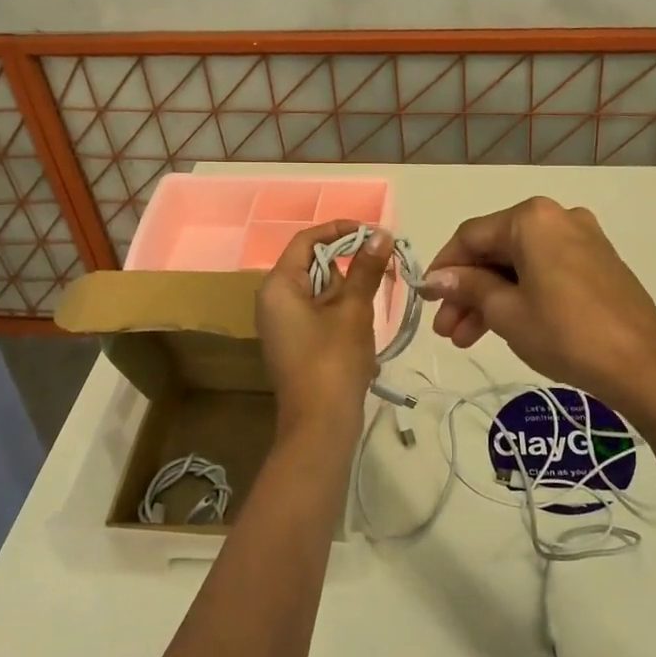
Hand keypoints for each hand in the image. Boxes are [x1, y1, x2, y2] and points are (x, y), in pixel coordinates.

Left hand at [256, 220, 391, 451]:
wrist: (320, 425)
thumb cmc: (334, 360)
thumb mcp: (354, 310)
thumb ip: (366, 269)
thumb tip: (381, 234)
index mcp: (279, 285)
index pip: (307, 241)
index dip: (340, 231)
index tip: (373, 234)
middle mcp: (273, 300)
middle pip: (314, 265)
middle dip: (349, 265)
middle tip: (382, 270)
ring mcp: (282, 324)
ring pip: (320, 291)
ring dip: (349, 292)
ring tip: (372, 307)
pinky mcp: (294, 343)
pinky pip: (319, 313)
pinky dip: (342, 312)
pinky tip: (361, 330)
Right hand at [419, 197, 655, 413]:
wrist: (643, 366)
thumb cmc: (566, 333)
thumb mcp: (506, 311)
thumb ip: (468, 287)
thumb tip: (436, 279)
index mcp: (531, 218)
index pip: (470, 236)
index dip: (443, 268)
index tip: (425, 300)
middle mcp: (557, 217)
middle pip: (496, 250)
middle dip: (467, 290)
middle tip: (446, 330)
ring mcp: (582, 239)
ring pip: (520, 264)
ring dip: (491, 297)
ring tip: (467, 339)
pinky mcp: (598, 263)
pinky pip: (545, 271)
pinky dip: (521, 294)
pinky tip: (504, 326)